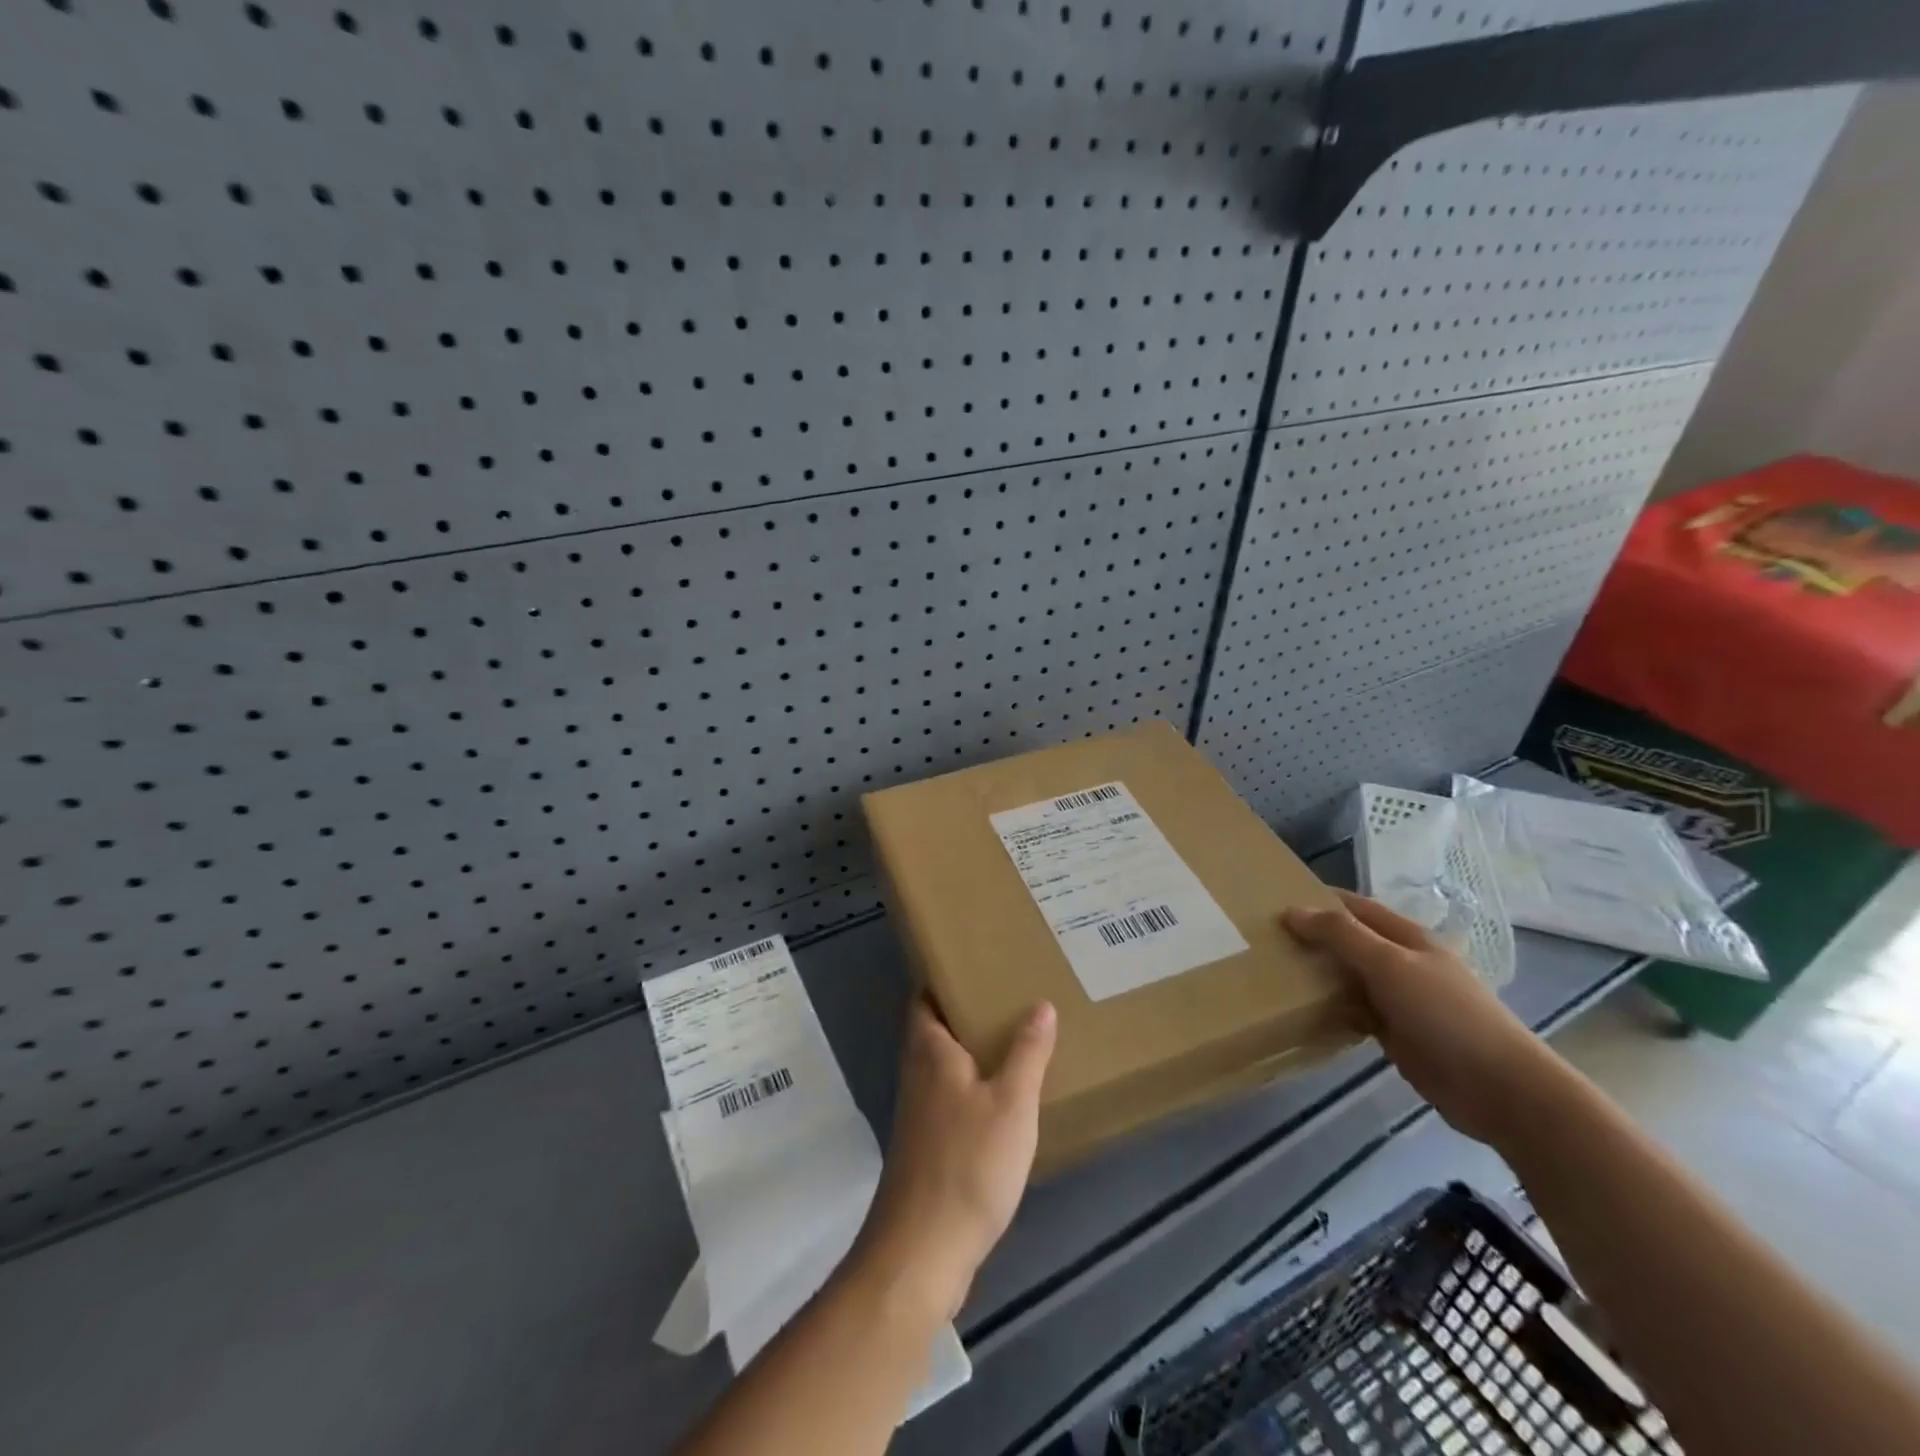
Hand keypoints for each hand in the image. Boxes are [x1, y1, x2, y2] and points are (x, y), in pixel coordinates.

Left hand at [854, 996, 1056, 1319]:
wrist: (923, 1251)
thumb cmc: (968, 1164)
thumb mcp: (1011, 1103)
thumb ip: (1027, 1052)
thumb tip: (1040, 1004)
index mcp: (930, 1051)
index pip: (923, 997)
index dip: (943, 977)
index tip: (977, 963)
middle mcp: (917, 1073)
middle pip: (934, 1028)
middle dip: (965, 1011)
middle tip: (1009, 995)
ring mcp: (919, 1112)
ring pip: (943, 1064)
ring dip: (971, 1050)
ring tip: (1015, 1038)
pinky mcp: (928, 1146)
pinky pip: (951, 1097)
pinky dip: (973, 1086)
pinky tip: (1004, 1098)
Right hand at [1284, 890, 1561, 1145]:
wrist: (1501, 1089)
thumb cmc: (1446, 1014)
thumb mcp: (1389, 965)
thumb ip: (1341, 935)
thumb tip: (1291, 911)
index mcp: (1406, 937)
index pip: (1355, 907)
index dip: (1319, 900)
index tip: (1274, 900)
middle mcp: (1401, 963)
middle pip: (1349, 942)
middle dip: (1312, 938)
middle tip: (1263, 939)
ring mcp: (1400, 1000)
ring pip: (1348, 978)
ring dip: (1318, 974)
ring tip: (1273, 971)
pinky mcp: (1396, 1034)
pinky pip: (1353, 1012)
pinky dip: (1330, 1009)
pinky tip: (1302, 1011)